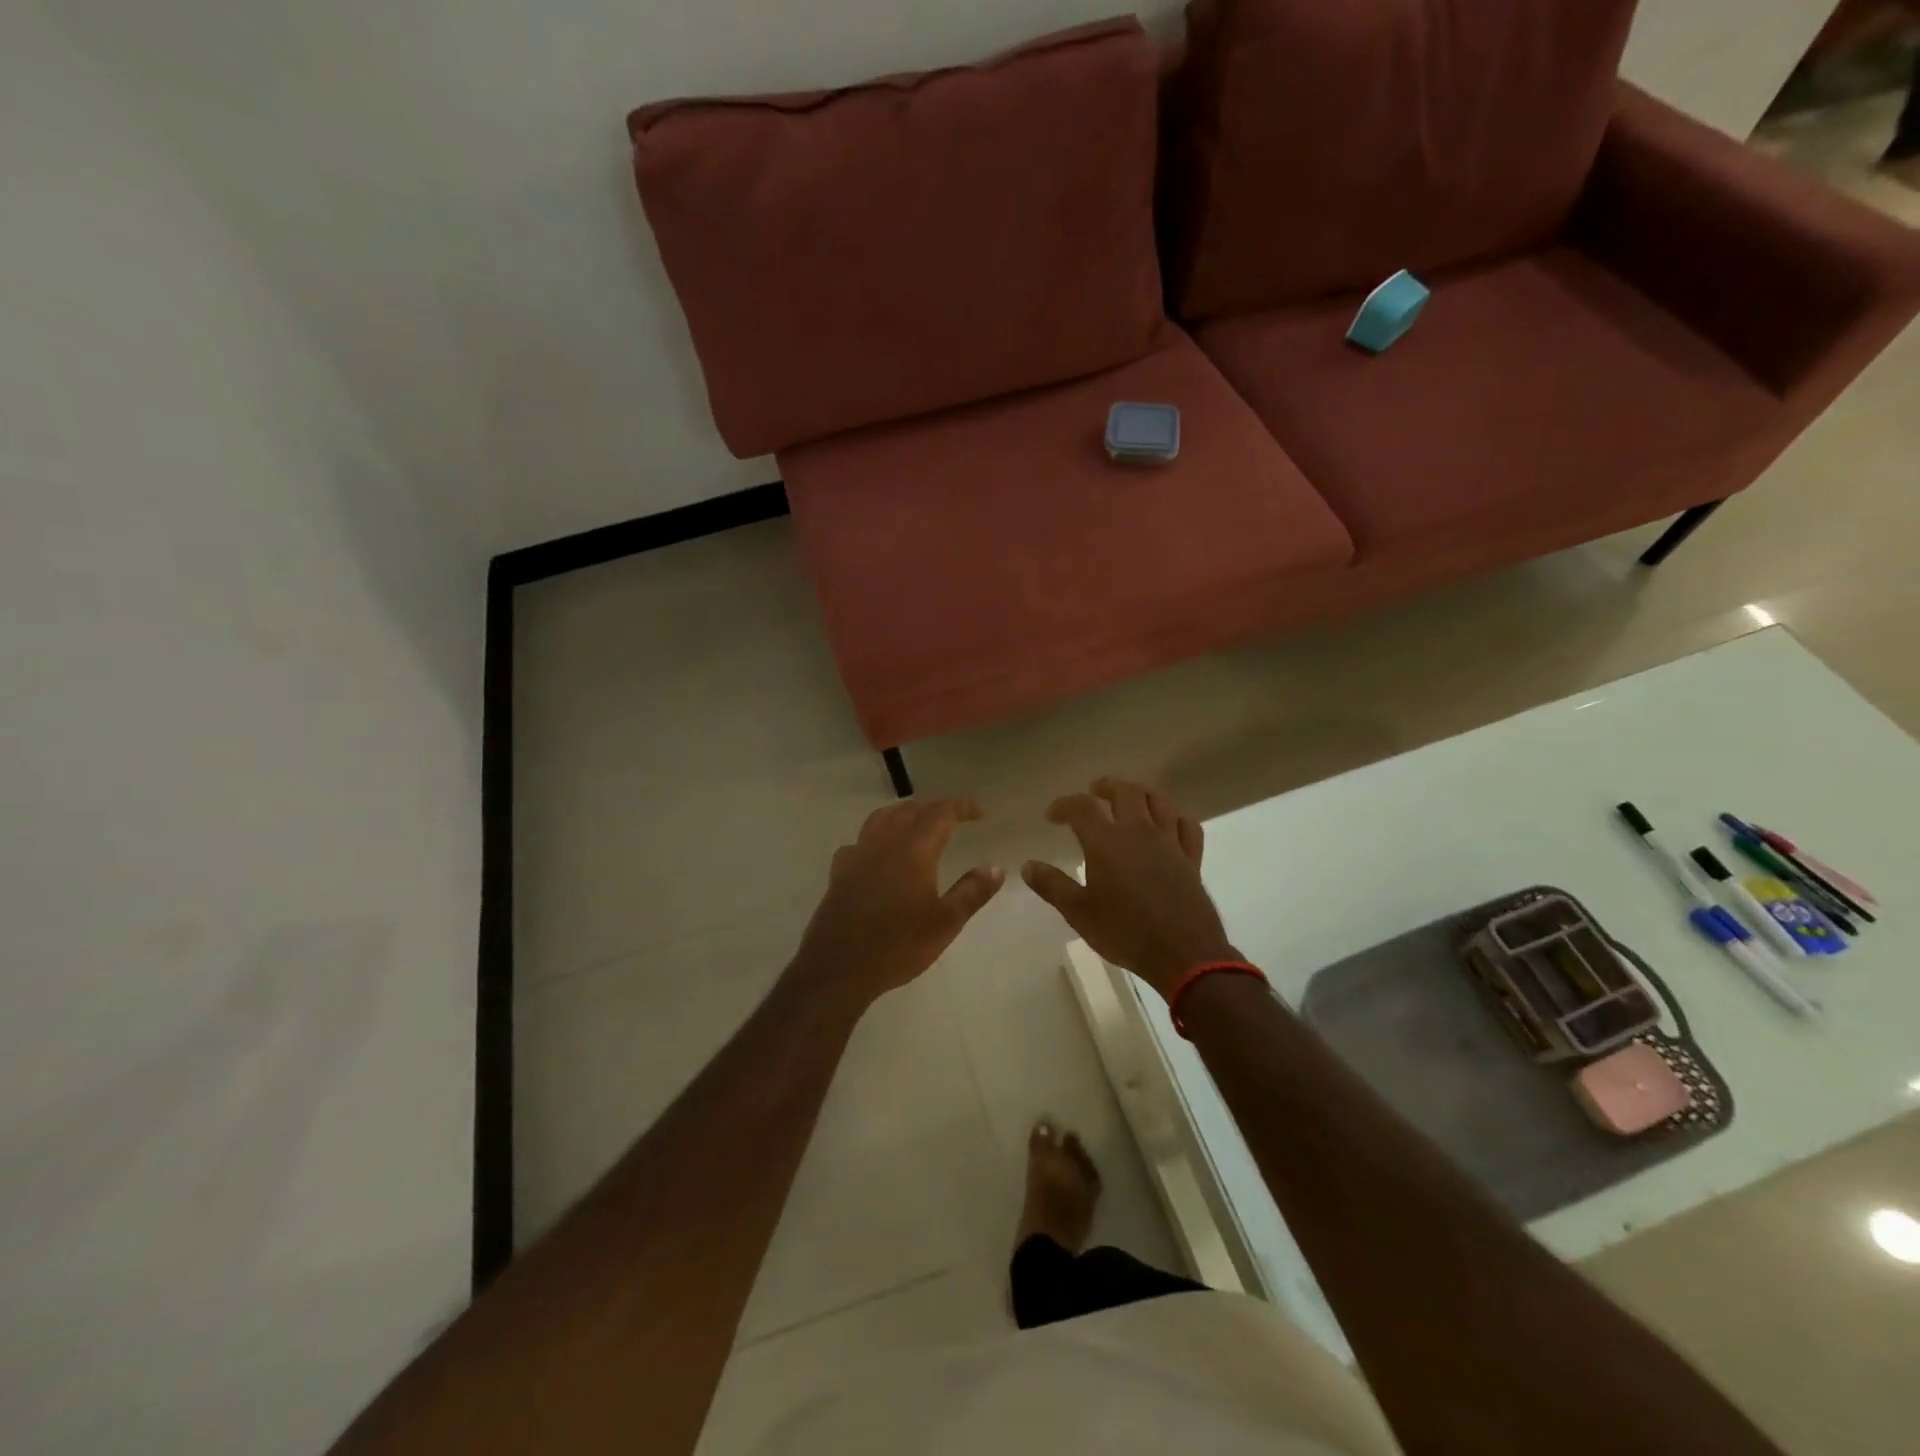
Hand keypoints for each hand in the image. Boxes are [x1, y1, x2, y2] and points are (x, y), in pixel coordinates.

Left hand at [792, 797, 1003, 1004]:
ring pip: (882, 818)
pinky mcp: (840, 871)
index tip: (978, 812)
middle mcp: (885, 843)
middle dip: (935, 808)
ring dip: (904, 813)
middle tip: (953, 817)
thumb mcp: (946, 923)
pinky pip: (860, 840)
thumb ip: (972, 892)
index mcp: (914, 850)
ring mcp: (858, 854)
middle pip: (911, 810)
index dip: (961, 807)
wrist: (839, 967)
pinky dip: (876, 835)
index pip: (940, 813)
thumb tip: (995, 868)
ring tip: (918, 822)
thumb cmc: (899, 945)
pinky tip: (879, 852)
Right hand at [1023, 778, 1236, 1000]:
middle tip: (1094, 792)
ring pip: (1158, 800)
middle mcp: (1139, 832)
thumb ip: (1052, 885)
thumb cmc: (1125, 932)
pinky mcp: (1191, 858)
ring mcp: (1169, 842)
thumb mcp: (1079, 913)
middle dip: (1106, 787)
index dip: (1064, 805)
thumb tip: (1028, 866)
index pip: (1082, 807)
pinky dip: (1174, 817)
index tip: (1052, 816)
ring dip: (1140, 793)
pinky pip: (1187, 825)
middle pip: (1125, 791)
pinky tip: (1167, 824)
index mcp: (1107, 842)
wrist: (1183, 954)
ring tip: (1129, 799)